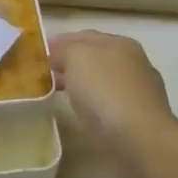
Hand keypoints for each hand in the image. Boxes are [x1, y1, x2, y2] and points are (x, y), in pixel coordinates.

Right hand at [49, 31, 173, 156]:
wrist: (140, 141)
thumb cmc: (106, 92)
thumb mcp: (77, 57)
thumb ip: (64, 49)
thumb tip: (58, 53)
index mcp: (121, 43)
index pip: (84, 36)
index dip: (59, 43)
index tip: (37, 54)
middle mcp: (133, 64)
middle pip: (94, 59)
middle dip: (69, 65)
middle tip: (42, 76)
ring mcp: (138, 93)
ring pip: (101, 83)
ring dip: (80, 86)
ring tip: (56, 95)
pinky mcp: (138, 121)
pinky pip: (107, 106)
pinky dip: (92, 106)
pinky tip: (81, 114)